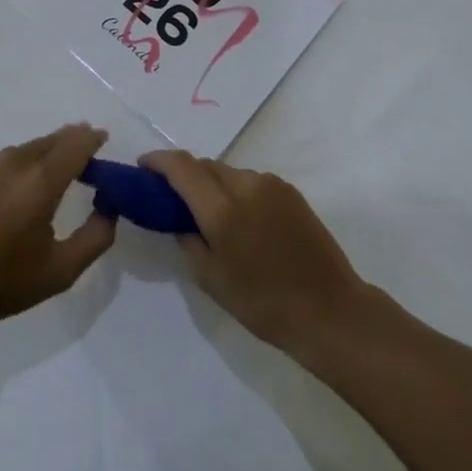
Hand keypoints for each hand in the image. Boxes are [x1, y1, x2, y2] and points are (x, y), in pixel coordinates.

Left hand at [0, 124, 115, 333]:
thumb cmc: (0, 281)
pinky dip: (19, 165)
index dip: (93, 139)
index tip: (103, 139)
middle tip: (85, 153)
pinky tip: (15, 188)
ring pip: (26, 149)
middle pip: (51, 140)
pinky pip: (3, 161)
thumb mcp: (60, 271)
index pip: (76, 144)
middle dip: (71, 142)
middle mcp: (14, 162)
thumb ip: (95, 238)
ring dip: (45, 154)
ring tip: (53, 171)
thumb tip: (108, 210)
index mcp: (41, 180)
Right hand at [142, 151, 372, 356]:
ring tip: (211, 215)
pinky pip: (251, 181)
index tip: (142, 166)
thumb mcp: (210, 279)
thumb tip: (179, 219)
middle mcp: (245, 185)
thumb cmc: (263, 303)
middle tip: (172, 198)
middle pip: (205, 165)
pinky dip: (237, 191)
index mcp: (221, 209)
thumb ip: (187, 240)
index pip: (181, 167)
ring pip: (229, 172)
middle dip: (184, 175)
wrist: (329, 310)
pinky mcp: (290, 191)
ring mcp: (271, 185)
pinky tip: (242, 220)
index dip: (157, 161)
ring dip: (213, 184)